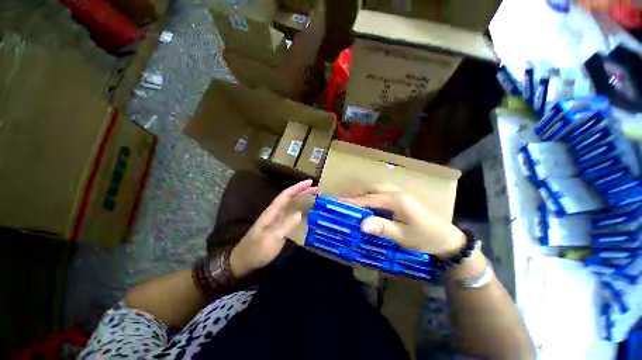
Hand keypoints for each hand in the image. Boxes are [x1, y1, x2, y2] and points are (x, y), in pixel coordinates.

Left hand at [230, 180, 317, 277]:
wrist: (242, 261)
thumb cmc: (256, 251)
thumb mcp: (272, 239)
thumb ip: (286, 226)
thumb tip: (300, 213)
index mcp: (272, 212)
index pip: (286, 195)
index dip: (298, 187)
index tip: (310, 182)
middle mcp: (274, 212)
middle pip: (289, 197)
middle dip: (302, 191)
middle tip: (317, 189)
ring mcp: (276, 219)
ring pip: (291, 204)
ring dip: (302, 199)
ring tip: (314, 197)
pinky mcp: (278, 226)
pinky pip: (291, 213)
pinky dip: (300, 209)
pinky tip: (306, 212)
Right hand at [340, 184, 465, 255]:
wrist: (447, 238)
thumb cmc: (425, 238)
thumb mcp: (404, 236)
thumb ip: (383, 228)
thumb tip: (362, 224)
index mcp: (396, 200)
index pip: (369, 199)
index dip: (352, 201)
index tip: (337, 202)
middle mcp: (396, 192)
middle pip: (371, 189)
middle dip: (355, 194)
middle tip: (342, 201)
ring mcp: (400, 193)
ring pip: (376, 188)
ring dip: (362, 193)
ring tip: (351, 201)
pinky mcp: (401, 197)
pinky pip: (381, 191)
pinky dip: (370, 194)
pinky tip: (367, 202)